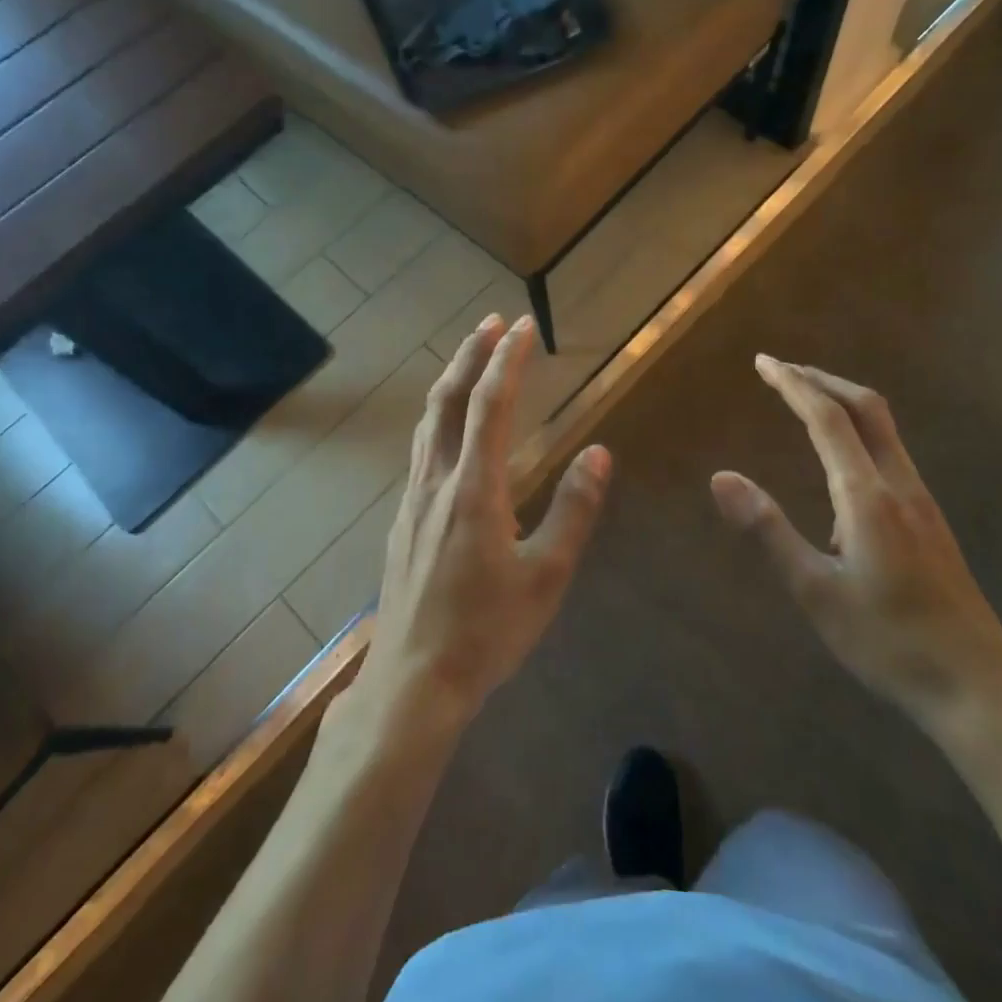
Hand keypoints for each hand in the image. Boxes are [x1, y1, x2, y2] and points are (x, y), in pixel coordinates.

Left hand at [358, 315, 610, 729]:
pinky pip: (422, 447)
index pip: (491, 406)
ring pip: (429, 421)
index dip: (508, 361)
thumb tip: (598, 454)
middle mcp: (437, 481)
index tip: (524, 326)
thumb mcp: (546, 576)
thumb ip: (573, 511)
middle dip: (471, 354)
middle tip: (492, 322)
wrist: (414, 680)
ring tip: (470, 356)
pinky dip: (440, 415)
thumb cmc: (487, 631)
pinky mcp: (404, 518)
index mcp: (475, 490)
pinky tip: (449, 426)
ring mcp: (414, 499)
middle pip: (449, 400)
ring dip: (451, 380)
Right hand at [710, 357, 1001, 731]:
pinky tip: (841, 461)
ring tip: (806, 401)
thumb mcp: (815, 592)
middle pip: (867, 408)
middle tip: (782, 370)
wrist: (978, 688)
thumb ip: (768, 530)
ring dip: (843, 402)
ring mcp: (922, 503)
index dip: (794, 385)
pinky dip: (859, 430)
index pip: (828, 419)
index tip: (763, 362)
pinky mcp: (931, 521)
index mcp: (867, 497)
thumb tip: (721, 478)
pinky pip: (891, 453)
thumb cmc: (887, 643)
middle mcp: (900, 486)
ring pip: (884, 429)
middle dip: (823, 380)